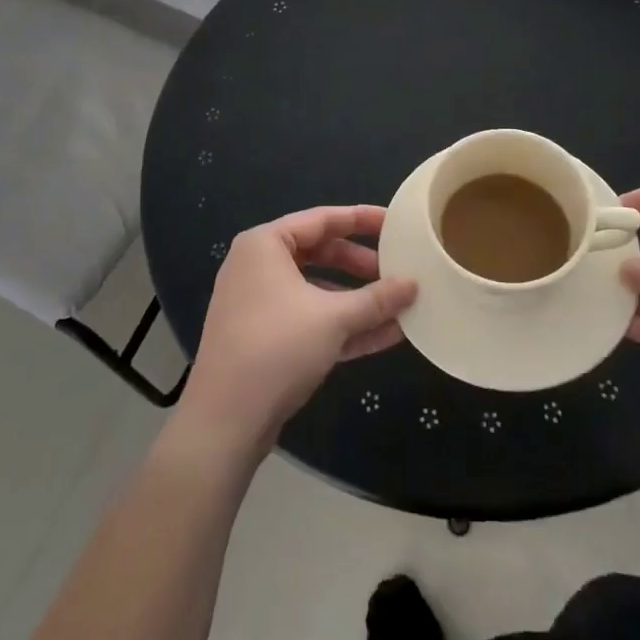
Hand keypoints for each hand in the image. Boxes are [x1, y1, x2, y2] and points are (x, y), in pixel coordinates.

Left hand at [177, 206, 415, 455]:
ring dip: (357, 299)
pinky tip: (386, 335)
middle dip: (361, 265)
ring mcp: (260, 304)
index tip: (396, 223)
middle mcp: (258, 266)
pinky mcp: (266, 338)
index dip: (361, 219)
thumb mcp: (333, 318)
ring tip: (400, 305)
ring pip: (317, 290)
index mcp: (265, 245)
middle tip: (398, 270)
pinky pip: (311, 320)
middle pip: (320, 253)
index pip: (321, 219)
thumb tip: (413, 284)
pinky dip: (343, 325)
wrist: (226, 419)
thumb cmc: (277, 347)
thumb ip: (376, 299)